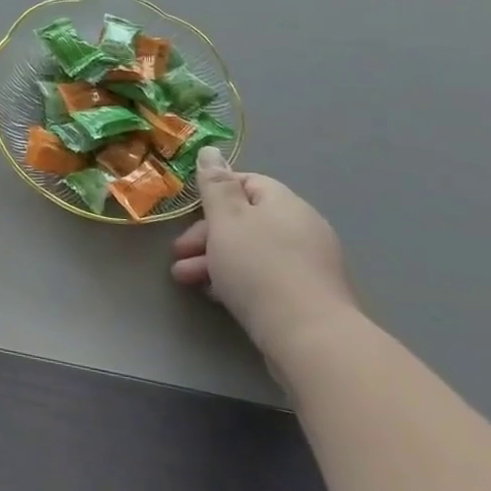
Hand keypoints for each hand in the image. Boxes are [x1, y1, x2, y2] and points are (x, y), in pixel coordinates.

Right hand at [170, 150, 358, 366]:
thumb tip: (211, 150)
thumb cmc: (260, 270)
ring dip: (215, 260)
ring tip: (186, 279)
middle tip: (178, 254)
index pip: (246, 183)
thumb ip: (215, 185)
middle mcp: (302, 227)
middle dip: (206, 235)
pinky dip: (238, 280)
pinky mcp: (308, 297)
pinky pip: (265, 277)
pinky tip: (216, 295)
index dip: (213, 195)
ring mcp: (309, 264)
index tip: (188, 214)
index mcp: (285, 203)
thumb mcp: (227, 221)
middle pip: (246, 220)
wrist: (311, 340)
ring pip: (252, 251)